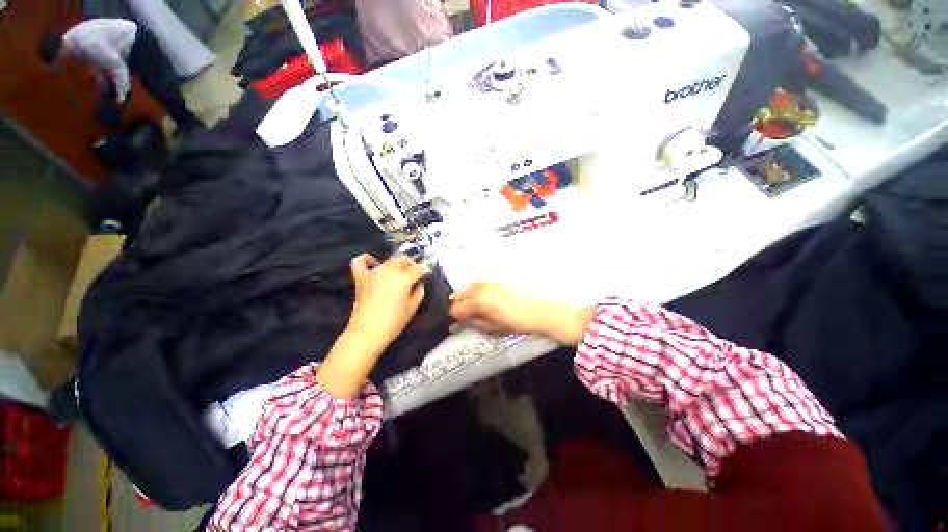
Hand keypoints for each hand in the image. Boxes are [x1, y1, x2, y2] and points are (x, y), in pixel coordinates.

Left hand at [317, 253, 427, 397]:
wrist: (367, 333)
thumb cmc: (393, 322)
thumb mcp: (413, 307)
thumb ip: (419, 291)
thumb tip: (419, 283)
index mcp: (403, 278)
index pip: (418, 268)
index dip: (425, 271)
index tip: (428, 275)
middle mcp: (389, 270)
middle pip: (403, 260)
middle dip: (412, 264)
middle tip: (415, 274)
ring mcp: (373, 272)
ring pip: (388, 260)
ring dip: (396, 264)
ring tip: (399, 273)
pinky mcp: (360, 277)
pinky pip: (360, 262)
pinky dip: (366, 259)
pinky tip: (373, 263)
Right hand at [448, 282, 592, 345]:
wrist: (541, 310)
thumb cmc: (517, 322)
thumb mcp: (493, 327)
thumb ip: (474, 323)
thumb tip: (458, 324)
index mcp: (478, 301)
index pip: (456, 308)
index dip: (455, 317)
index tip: (458, 322)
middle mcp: (480, 287)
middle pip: (459, 294)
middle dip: (459, 304)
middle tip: (464, 314)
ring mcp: (489, 281)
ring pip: (469, 286)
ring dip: (467, 295)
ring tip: (474, 305)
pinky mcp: (497, 278)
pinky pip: (480, 281)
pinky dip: (477, 288)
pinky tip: (483, 296)